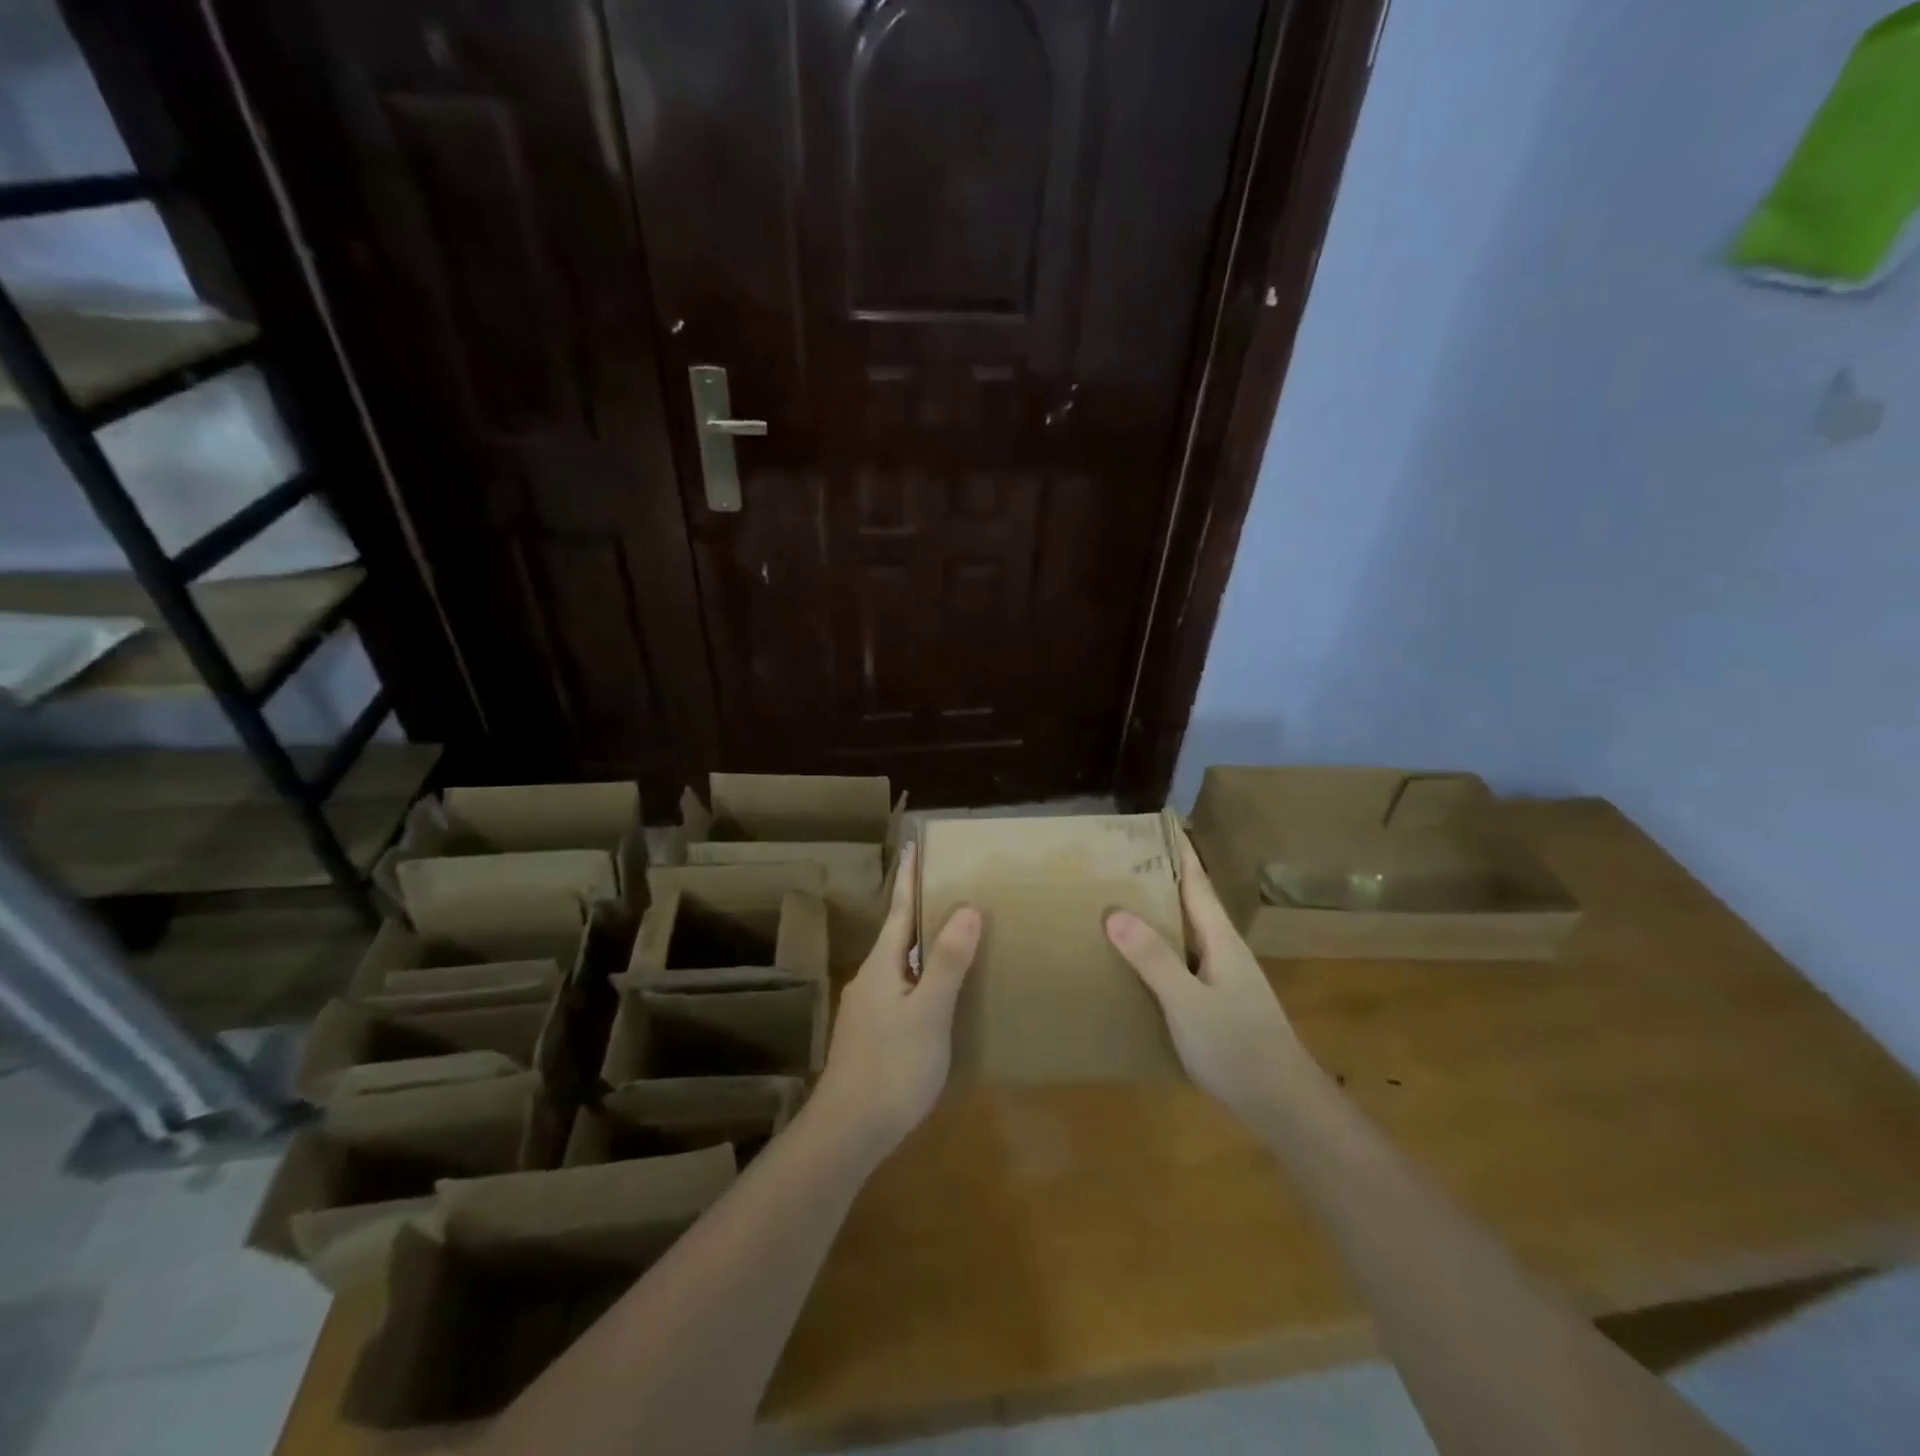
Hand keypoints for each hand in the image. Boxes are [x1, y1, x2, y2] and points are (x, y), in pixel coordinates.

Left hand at [816, 842, 981, 1153]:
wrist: (848, 1132)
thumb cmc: (893, 1066)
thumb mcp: (929, 1012)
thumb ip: (947, 961)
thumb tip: (966, 908)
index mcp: (881, 966)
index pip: (897, 910)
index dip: (908, 879)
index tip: (913, 846)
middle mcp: (869, 980)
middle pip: (896, 935)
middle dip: (918, 911)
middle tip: (948, 890)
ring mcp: (866, 1009)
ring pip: (898, 965)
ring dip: (920, 946)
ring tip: (949, 938)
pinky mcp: (870, 1035)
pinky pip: (899, 990)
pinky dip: (919, 978)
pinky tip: (936, 995)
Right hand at [1105, 832, 1303, 1121]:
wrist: (1283, 1104)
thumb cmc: (1236, 1045)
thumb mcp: (1186, 1001)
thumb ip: (1152, 957)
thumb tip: (1114, 910)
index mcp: (1221, 939)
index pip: (1197, 883)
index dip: (1180, 852)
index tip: (1162, 821)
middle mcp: (1225, 950)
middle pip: (1192, 903)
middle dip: (1163, 878)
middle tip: (1123, 860)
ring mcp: (1226, 978)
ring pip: (1189, 933)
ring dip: (1162, 914)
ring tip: (1123, 903)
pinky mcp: (1220, 1003)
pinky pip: (1186, 960)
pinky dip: (1163, 948)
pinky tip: (1141, 961)